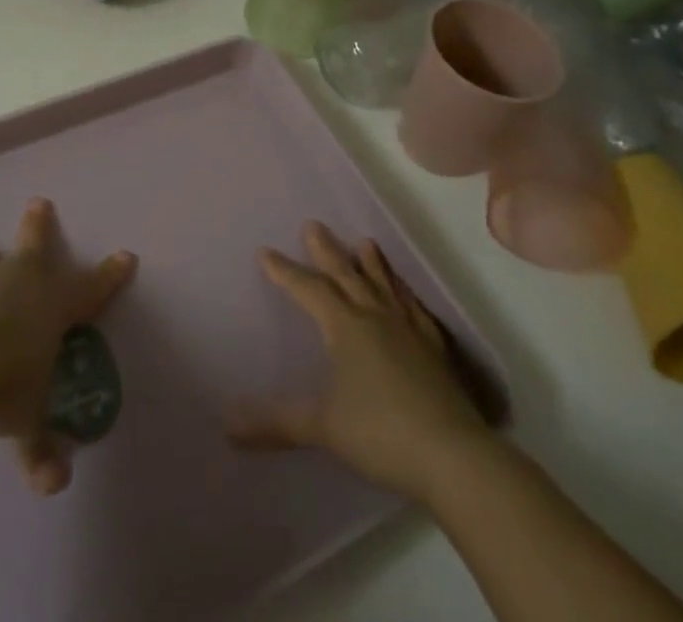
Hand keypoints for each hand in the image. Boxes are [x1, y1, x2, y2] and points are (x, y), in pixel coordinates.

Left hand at [0, 198, 135, 495]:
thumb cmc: (7, 384)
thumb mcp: (28, 421)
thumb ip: (40, 450)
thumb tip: (55, 483)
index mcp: (51, 305)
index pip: (90, 289)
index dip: (109, 275)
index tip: (125, 256)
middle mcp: (17, 283)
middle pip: (34, 246)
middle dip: (38, 226)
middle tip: (38, 202)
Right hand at [227, 221, 495, 502]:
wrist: (454, 457)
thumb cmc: (381, 434)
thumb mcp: (323, 428)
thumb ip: (278, 422)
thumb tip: (228, 426)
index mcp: (345, 327)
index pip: (308, 289)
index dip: (285, 271)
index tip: (266, 251)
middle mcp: (376, 317)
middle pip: (346, 275)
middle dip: (326, 251)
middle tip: (313, 225)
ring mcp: (409, 331)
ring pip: (384, 285)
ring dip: (371, 263)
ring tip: (365, 242)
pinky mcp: (436, 351)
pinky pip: (416, 310)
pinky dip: (406, 296)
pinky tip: (407, 295)